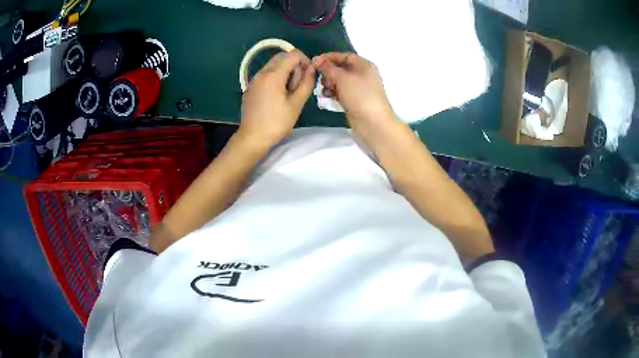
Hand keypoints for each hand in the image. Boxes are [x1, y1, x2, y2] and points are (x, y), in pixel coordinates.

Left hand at [240, 49, 314, 148]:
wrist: (252, 137)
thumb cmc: (276, 122)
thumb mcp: (296, 104)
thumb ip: (306, 83)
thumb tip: (311, 68)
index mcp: (273, 75)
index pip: (292, 54)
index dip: (304, 60)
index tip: (308, 75)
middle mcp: (262, 72)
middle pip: (282, 56)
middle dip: (294, 65)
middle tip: (298, 84)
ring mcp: (254, 79)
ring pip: (273, 65)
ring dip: (285, 71)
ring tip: (288, 92)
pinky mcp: (251, 87)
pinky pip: (266, 74)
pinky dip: (275, 77)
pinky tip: (277, 95)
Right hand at [312, 53, 394, 130]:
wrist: (373, 123)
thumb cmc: (360, 95)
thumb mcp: (342, 78)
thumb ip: (328, 68)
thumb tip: (316, 59)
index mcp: (364, 65)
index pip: (345, 56)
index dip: (330, 57)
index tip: (315, 61)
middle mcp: (363, 75)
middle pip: (341, 68)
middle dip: (329, 72)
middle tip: (319, 78)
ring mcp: (359, 88)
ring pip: (340, 81)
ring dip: (329, 83)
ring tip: (324, 89)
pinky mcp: (355, 100)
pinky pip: (341, 92)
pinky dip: (333, 92)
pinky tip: (326, 97)